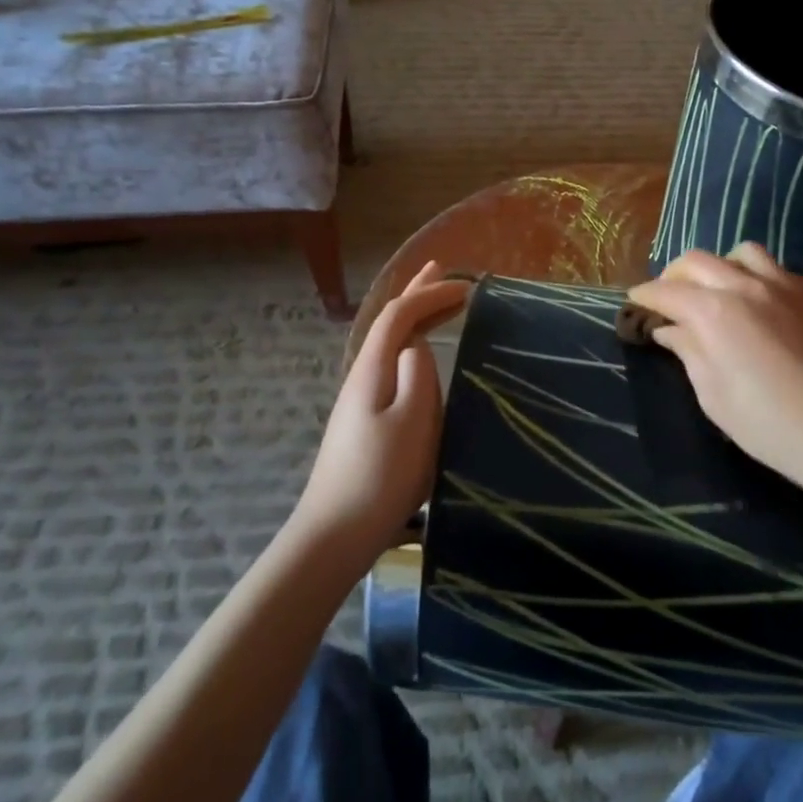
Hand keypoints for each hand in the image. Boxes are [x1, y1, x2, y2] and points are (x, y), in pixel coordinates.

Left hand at [293, 262, 470, 554]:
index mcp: (373, 370)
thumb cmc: (380, 476)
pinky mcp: (365, 421)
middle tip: (441, 269)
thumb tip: (419, 347)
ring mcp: (360, 399)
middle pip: (389, 323)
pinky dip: (411, 346)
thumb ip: (418, 376)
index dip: (430, 293)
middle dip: (416, 294)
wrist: (335, 532)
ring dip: (414, 318)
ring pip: (390, 344)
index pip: (400, 315)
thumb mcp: (412, 422)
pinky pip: (392, 365)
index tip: (467, 287)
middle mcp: (363, 376)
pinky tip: (419, 358)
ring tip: (434, 303)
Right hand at [627, 245, 802, 509]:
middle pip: (695, 261)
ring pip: (737, 253)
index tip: (634, 304)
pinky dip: (750, 273)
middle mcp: (743, 286)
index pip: (665, 292)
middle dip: (672, 276)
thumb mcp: (713, 396)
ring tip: (714, 292)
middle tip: (667, 300)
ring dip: (716, 267)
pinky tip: (752, 300)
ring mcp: (780, 285)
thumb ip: (689, 352)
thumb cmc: (768, 424)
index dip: (644, 297)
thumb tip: (670, 330)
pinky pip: (771, 267)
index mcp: (713, 312)